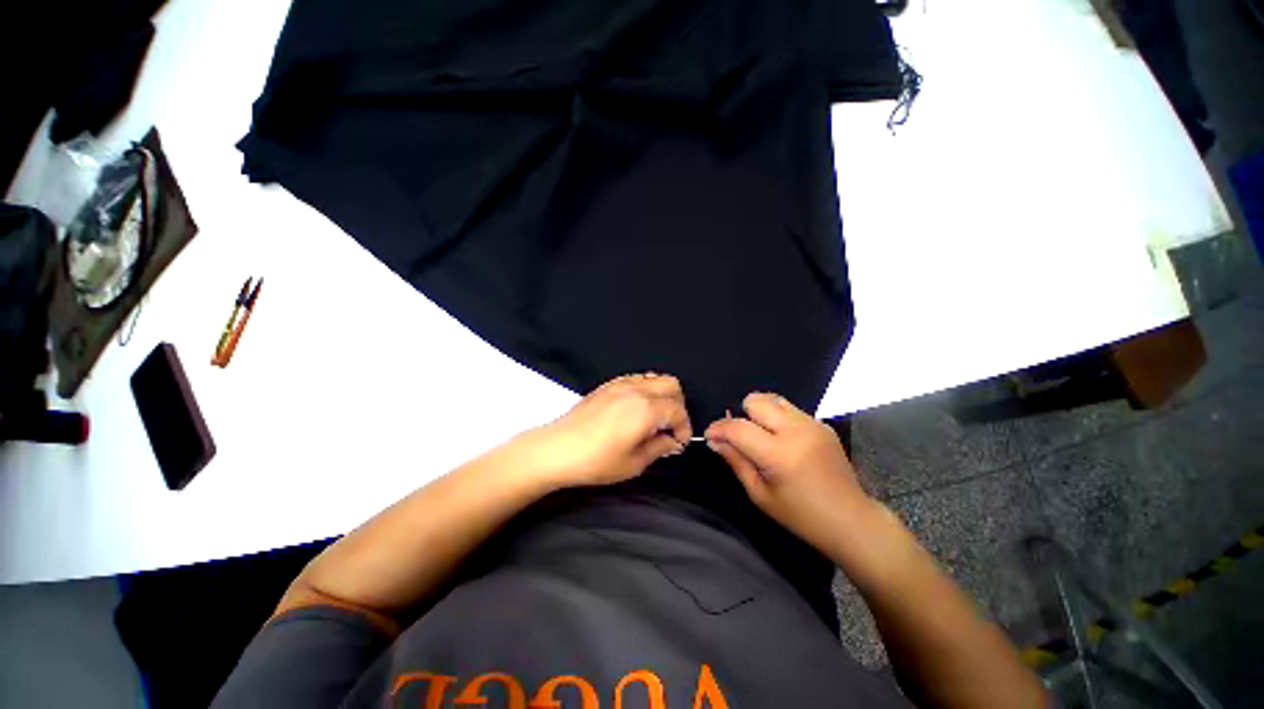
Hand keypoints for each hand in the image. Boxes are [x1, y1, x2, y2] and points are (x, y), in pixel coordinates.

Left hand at [522, 373, 692, 487]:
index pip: (678, 411)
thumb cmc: (596, 461)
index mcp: (646, 409)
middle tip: (669, 428)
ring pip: (655, 378)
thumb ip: (659, 448)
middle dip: (677, 406)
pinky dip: (645, 390)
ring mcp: (621, 384)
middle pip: (672, 385)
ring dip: (662, 396)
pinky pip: (636, 379)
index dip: (684, 428)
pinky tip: (635, 409)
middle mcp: (637, 390)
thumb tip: (673, 442)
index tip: (678, 443)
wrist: (557, 449)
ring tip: (653, 418)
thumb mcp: (633, 463)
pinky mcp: (608, 385)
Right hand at [705, 392, 876, 556]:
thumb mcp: (760, 494)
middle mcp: (795, 431)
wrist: (851, 520)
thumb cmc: (801, 515)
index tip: (710, 436)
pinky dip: (778, 419)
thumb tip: (714, 440)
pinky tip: (783, 440)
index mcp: (779, 454)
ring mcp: (812, 424)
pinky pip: (790, 409)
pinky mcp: (822, 424)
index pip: (738, 427)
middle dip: (741, 415)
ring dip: (759, 413)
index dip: (718, 428)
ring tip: (762, 435)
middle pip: (755, 401)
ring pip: (772, 399)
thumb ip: (735, 461)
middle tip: (741, 437)